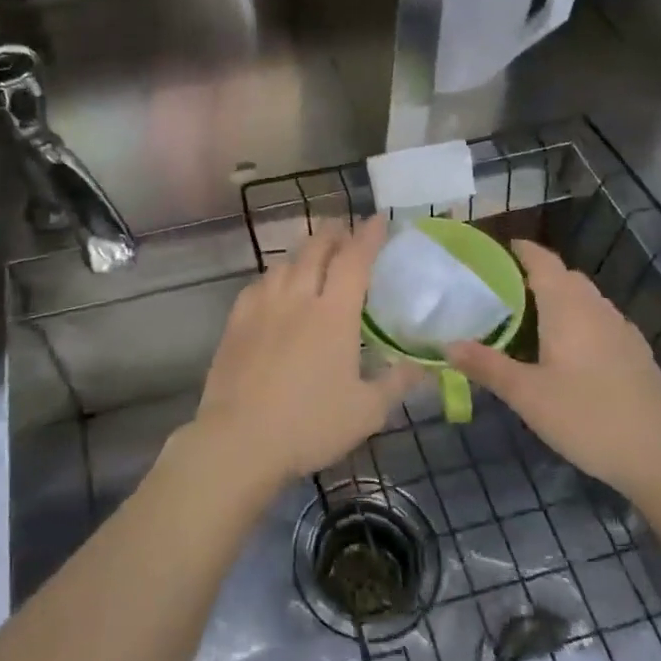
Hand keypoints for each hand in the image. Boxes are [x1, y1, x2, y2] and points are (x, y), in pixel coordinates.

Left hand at [189, 219, 415, 495]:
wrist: (239, 440)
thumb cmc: (310, 425)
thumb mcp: (367, 411)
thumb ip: (397, 382)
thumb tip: (424, 366)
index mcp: (334, 313)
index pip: (355, 259)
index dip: (368, 236)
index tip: (378, 220)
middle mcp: (297, 297)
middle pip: (316, 249)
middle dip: (334, 233)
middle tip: (345, 232)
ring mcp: (262, 306)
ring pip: (284, 263)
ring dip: (304, 253)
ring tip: (313, 259)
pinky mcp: (236, 321)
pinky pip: (258, 284)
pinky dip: (275, 277)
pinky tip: (275, 289)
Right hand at [449, 240, 660, 503]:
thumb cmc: (588, 417)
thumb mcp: (527, 395)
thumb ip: (487, 366)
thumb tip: (448, 345)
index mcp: (568, 307)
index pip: (543, 261)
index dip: (522, 250)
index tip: (498, 249)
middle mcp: (597, 309)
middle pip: (565, 277)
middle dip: (537, 275)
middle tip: (503, 291)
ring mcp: (622, 330)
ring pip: (586, 299)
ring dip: (559, 298)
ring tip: (530, 319)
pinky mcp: (636, 354)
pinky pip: (600, 321)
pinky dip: (578, 320)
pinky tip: (568, 352)